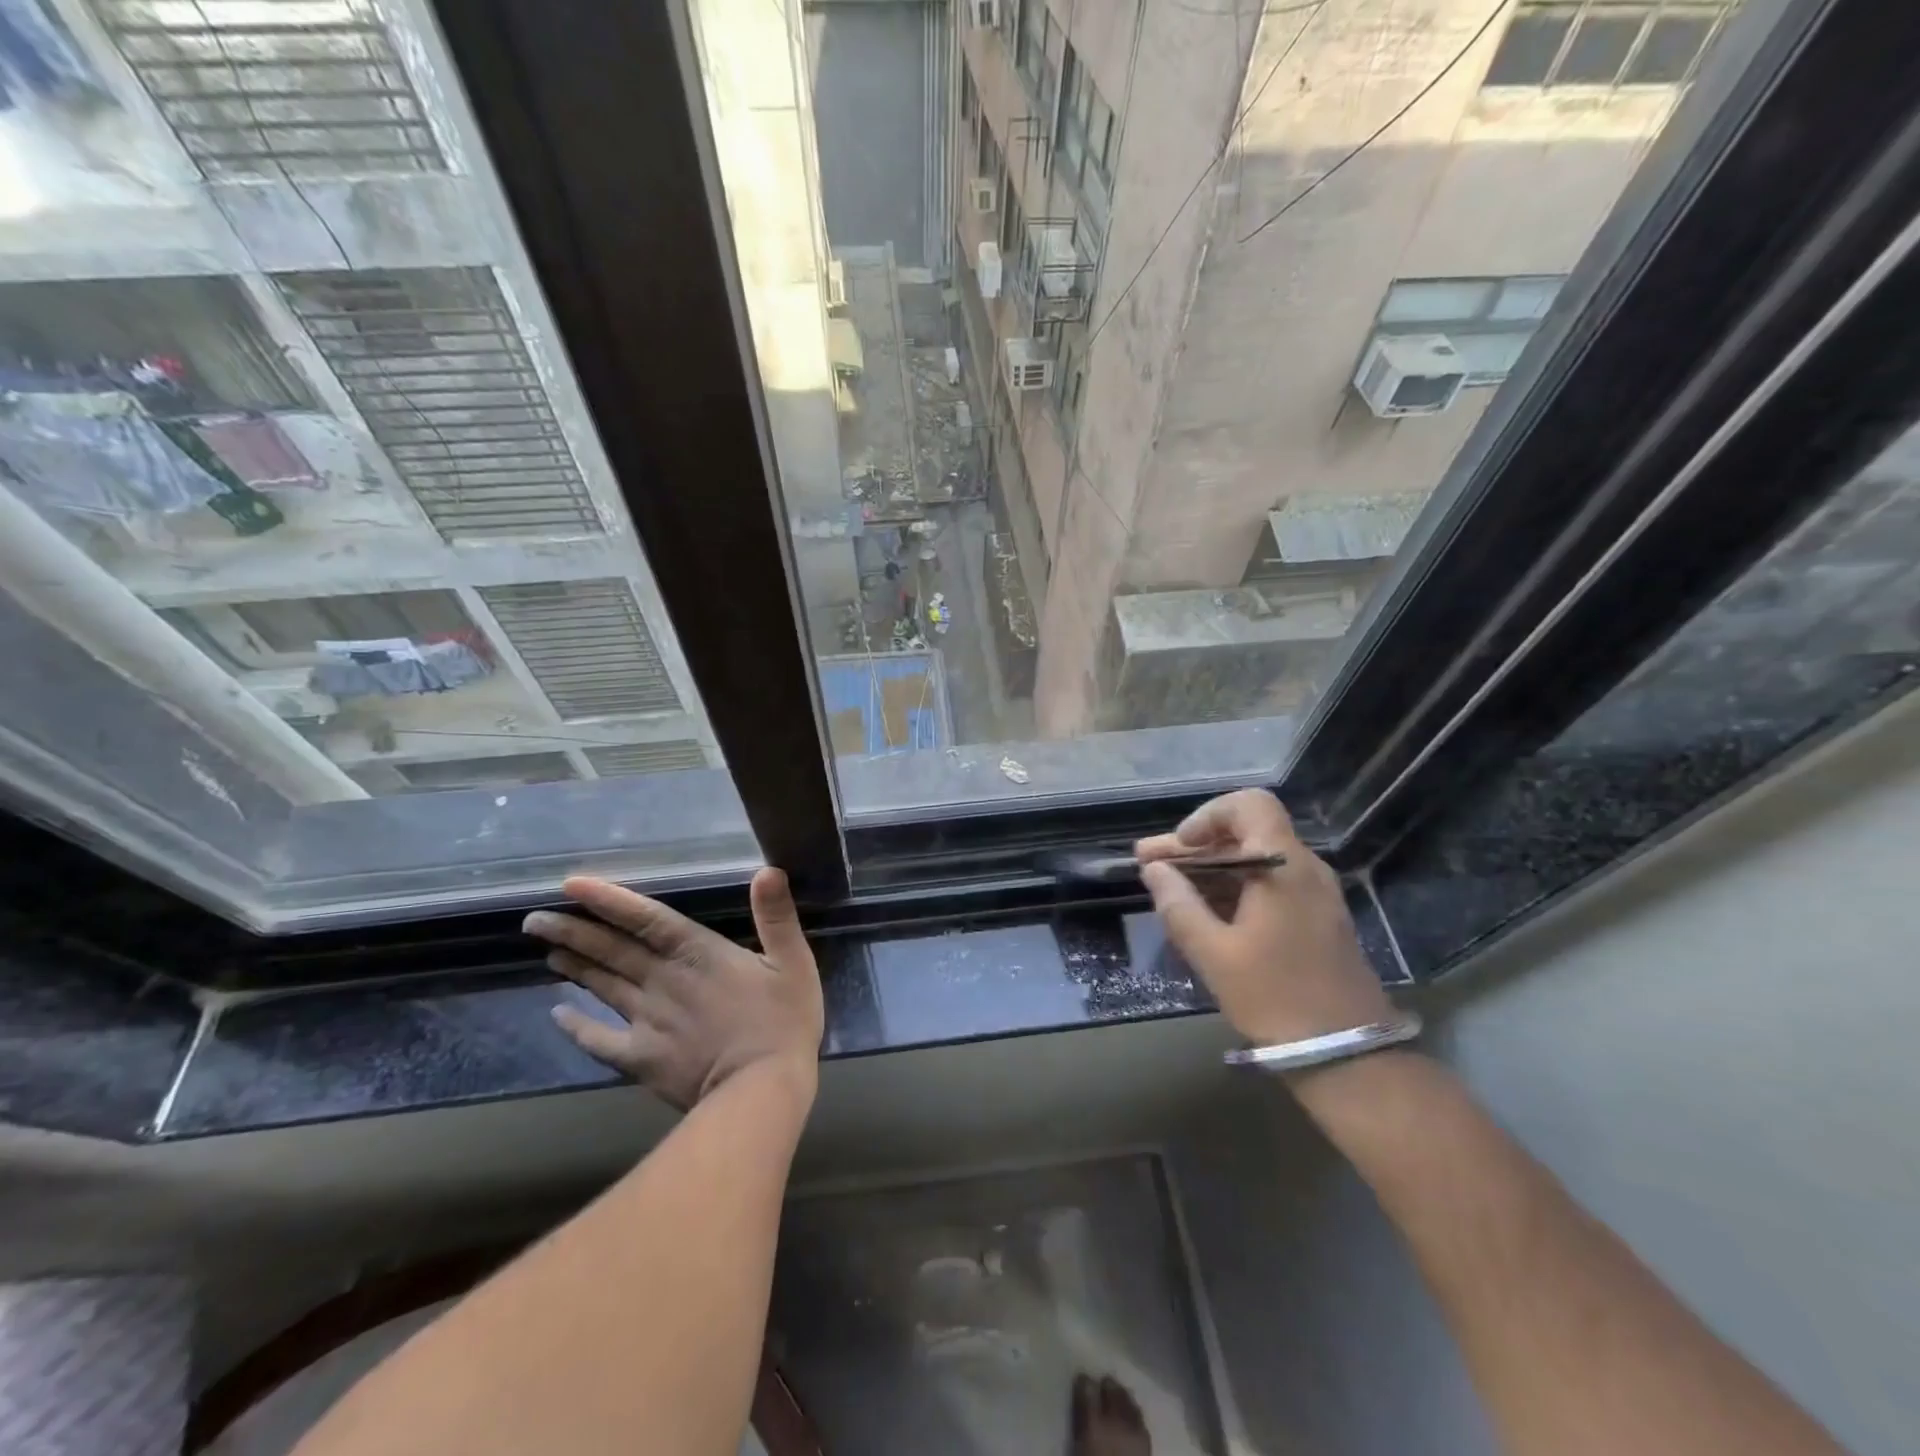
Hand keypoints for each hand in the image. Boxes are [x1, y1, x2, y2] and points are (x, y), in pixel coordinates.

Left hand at [524, 867, 823, 1110]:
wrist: (760, 1092)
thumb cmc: (784, 1022)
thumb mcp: (794, 962)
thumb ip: (777, 916)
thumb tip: (768, 870)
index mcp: (699, 954)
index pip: (646, 919)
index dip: (610, 901)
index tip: (570, 886)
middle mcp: (664, 981)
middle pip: (612, 950)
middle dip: (574, 931)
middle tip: (534, 920)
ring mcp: (647, 1021)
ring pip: (603, 986)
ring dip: (574, 966)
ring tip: (547, 949)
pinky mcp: (641, 1059)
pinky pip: (599, 1040)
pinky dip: (577, 1027)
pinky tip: (557, 1015)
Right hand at [1071, 1374, 1149, 1455]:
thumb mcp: (1080, 1450)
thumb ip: (1081, 1429)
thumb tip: (1081, 1416)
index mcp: (1093, 1425)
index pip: (1086, 1390)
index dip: (1084, 1383)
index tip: (1082, 1379)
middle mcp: (1114, 1421)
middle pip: (1111, 1391)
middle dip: (1107, 1385)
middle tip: (1103, 1383)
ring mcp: (1133, 1431)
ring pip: (1128, 1401)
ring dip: (1123, 1396)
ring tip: (1119, 1394)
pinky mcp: (1147, 1444)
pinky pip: (1140, 1420)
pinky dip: (1135, 1413)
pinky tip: (1133, 1414)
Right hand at [1136, 789, 1390, 1046]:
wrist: (1349, 1055)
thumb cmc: (1276, 997)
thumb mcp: (1214, 954)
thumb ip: (1179, 905)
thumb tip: (1155, 869)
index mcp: (1283, 867)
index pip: (1249, 806)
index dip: (1208, 816)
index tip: (1181, 847)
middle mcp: (1304, 870)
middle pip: (1246, 834)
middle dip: (1195, 847)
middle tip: (1149, 864)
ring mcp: (1315, 895)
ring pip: (1256, 861)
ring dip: (1210, 869)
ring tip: (1166, 887)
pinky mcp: (1317, 920)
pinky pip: (1270, 885)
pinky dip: (1233, 888)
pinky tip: (1202, 910)